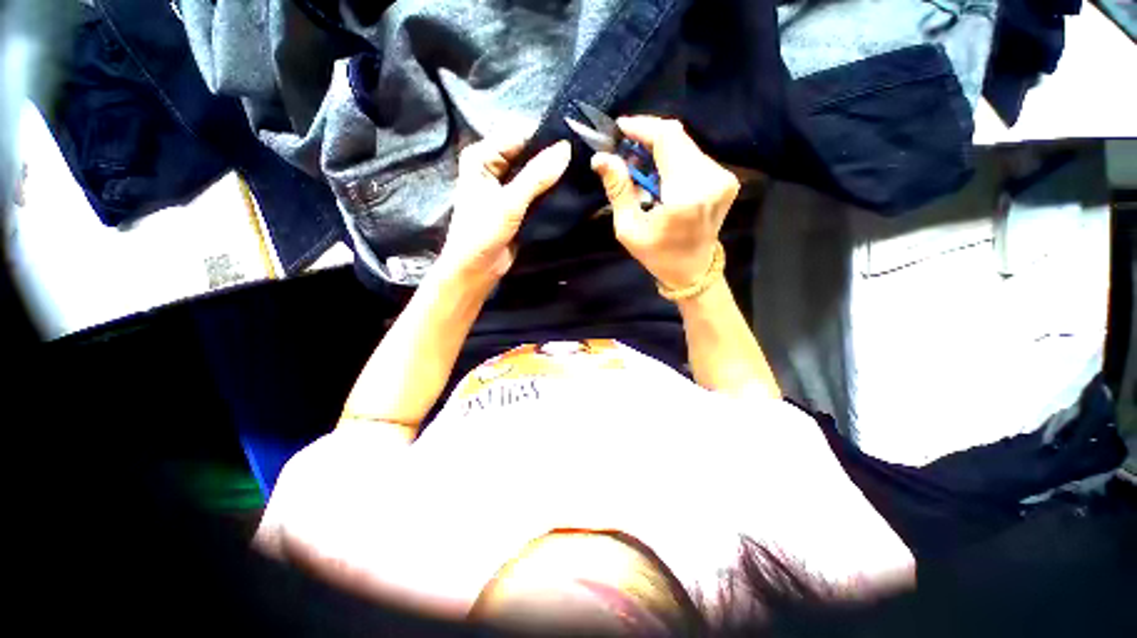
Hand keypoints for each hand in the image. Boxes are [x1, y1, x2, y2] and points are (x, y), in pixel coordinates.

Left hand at [436, 136, 571, 283]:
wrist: (476, 269)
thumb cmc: (483, 233)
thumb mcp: (510, 203)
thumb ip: (537, 176)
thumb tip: (566, 149)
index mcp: (482, 157)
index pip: (519, 134)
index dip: (545, 136)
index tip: (575, 139)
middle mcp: (493, 166)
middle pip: (527, 151)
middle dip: (551, 155)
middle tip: (582, 156)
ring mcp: (506, 186)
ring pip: (534, 171)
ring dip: (553, 174)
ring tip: (581, 171)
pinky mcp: (517, 204)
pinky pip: (536, 190)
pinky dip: (550, 190)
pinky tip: (569, 188)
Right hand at [591, 116, 738, 290]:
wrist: (693, 271)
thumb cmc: (657, 255)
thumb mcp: (629, 228)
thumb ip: (618, 190)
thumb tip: (601, 158)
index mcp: (686, 194)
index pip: (668, 138)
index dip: (643, 127)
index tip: (620, 127)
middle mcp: (711, 179)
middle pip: (678, 137)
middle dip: (648, 138)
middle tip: (625, 150)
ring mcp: (723, 178)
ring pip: (686, 145)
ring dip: (660, 149)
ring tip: (639, 166)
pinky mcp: (726, 179)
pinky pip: (694, 156)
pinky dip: (673, 159)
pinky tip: (659, 174)